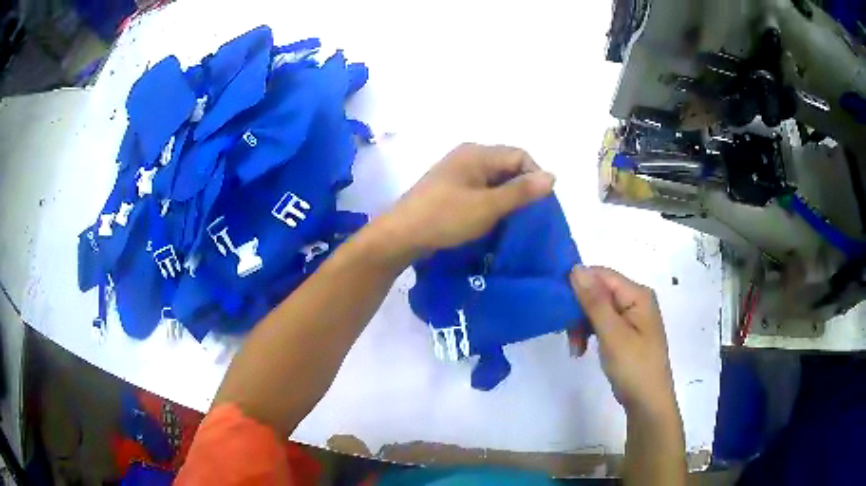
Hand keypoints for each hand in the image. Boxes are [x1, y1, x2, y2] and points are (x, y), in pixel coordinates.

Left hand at [378, 143, 554, 259]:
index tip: (538, 204)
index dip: (534, 176)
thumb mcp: (488, 206)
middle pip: (507, 164)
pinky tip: (491, 218)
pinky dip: (491, 200)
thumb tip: (552, 176)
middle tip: (526, 214)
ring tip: (511, 219)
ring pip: (494, 178)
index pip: (520, 155)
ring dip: (506, 196)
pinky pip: (480, 188)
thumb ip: (521, 191)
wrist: (401, 235)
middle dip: (521, 187)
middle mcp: (468, 155)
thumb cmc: (445, 217)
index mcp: (477, 153)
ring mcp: (457, 171)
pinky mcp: (450, 187)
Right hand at [571, 267, 677, 418]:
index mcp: (638, 294)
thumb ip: (595, 301)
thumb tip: (576, 268)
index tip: (557, 304)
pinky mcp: (625, 333)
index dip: (579, 285)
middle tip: (567, 334)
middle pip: (599, 292)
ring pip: (597, 309)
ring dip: (581, 325)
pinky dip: (589, 334)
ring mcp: (631, 317)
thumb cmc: (634, 367)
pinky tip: (580, 350)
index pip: (602, 275)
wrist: (647, 402)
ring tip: (575, 348)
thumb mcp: (612, 334)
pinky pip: (601, 323)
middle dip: (579, 310)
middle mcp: (635, 300)